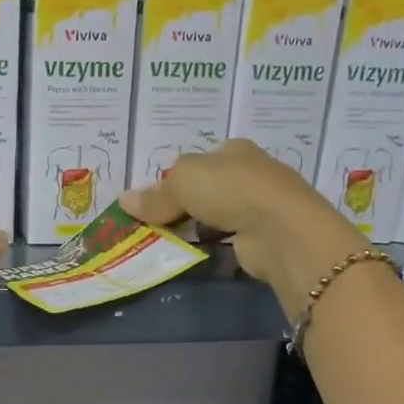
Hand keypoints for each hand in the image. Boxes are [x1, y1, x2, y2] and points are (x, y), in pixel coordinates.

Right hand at [120, 139, 367, 306]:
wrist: (279, 230)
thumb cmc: (230, 190)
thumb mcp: (182, 183)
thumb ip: (154, 194)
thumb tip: (124, 201)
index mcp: (234, 150)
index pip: (199, 161)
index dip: (175, 178)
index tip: (153, 200)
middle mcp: (250, 173)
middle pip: (207, 188)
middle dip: (184, 204)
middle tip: (154, 222)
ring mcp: (260, 206)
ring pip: (217, 214)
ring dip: (196, 226)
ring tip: (167, 240)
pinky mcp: (262, 236)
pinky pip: (227, 238)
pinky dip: (211, 244)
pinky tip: (194, 252)